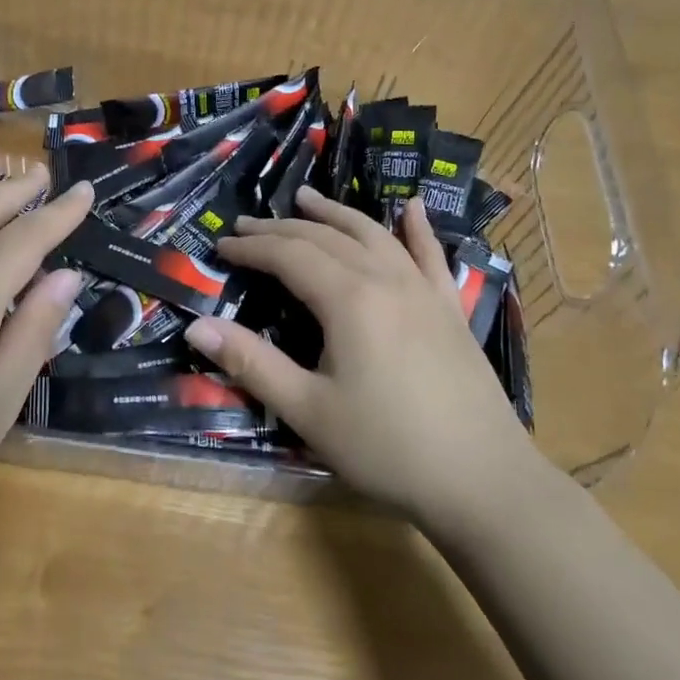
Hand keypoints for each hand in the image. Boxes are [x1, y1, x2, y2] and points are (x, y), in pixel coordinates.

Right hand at [183, 186, 536, 526]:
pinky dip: (416, 228)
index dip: (252, 247)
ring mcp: (424, 290)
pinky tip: (410, 208)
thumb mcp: (308, 410)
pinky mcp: (450, 309)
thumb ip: (252, 363)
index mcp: (348, 300)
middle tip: (248, 225)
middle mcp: (386, 280)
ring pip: (373, 235)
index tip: (221, 244)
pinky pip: (430, 255)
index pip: (289, 255)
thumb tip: (197, 325)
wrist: (482, 480)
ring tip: (307, 198)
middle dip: (282, 228)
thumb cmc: (386, 448)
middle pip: (327, 238)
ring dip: (336, 214)